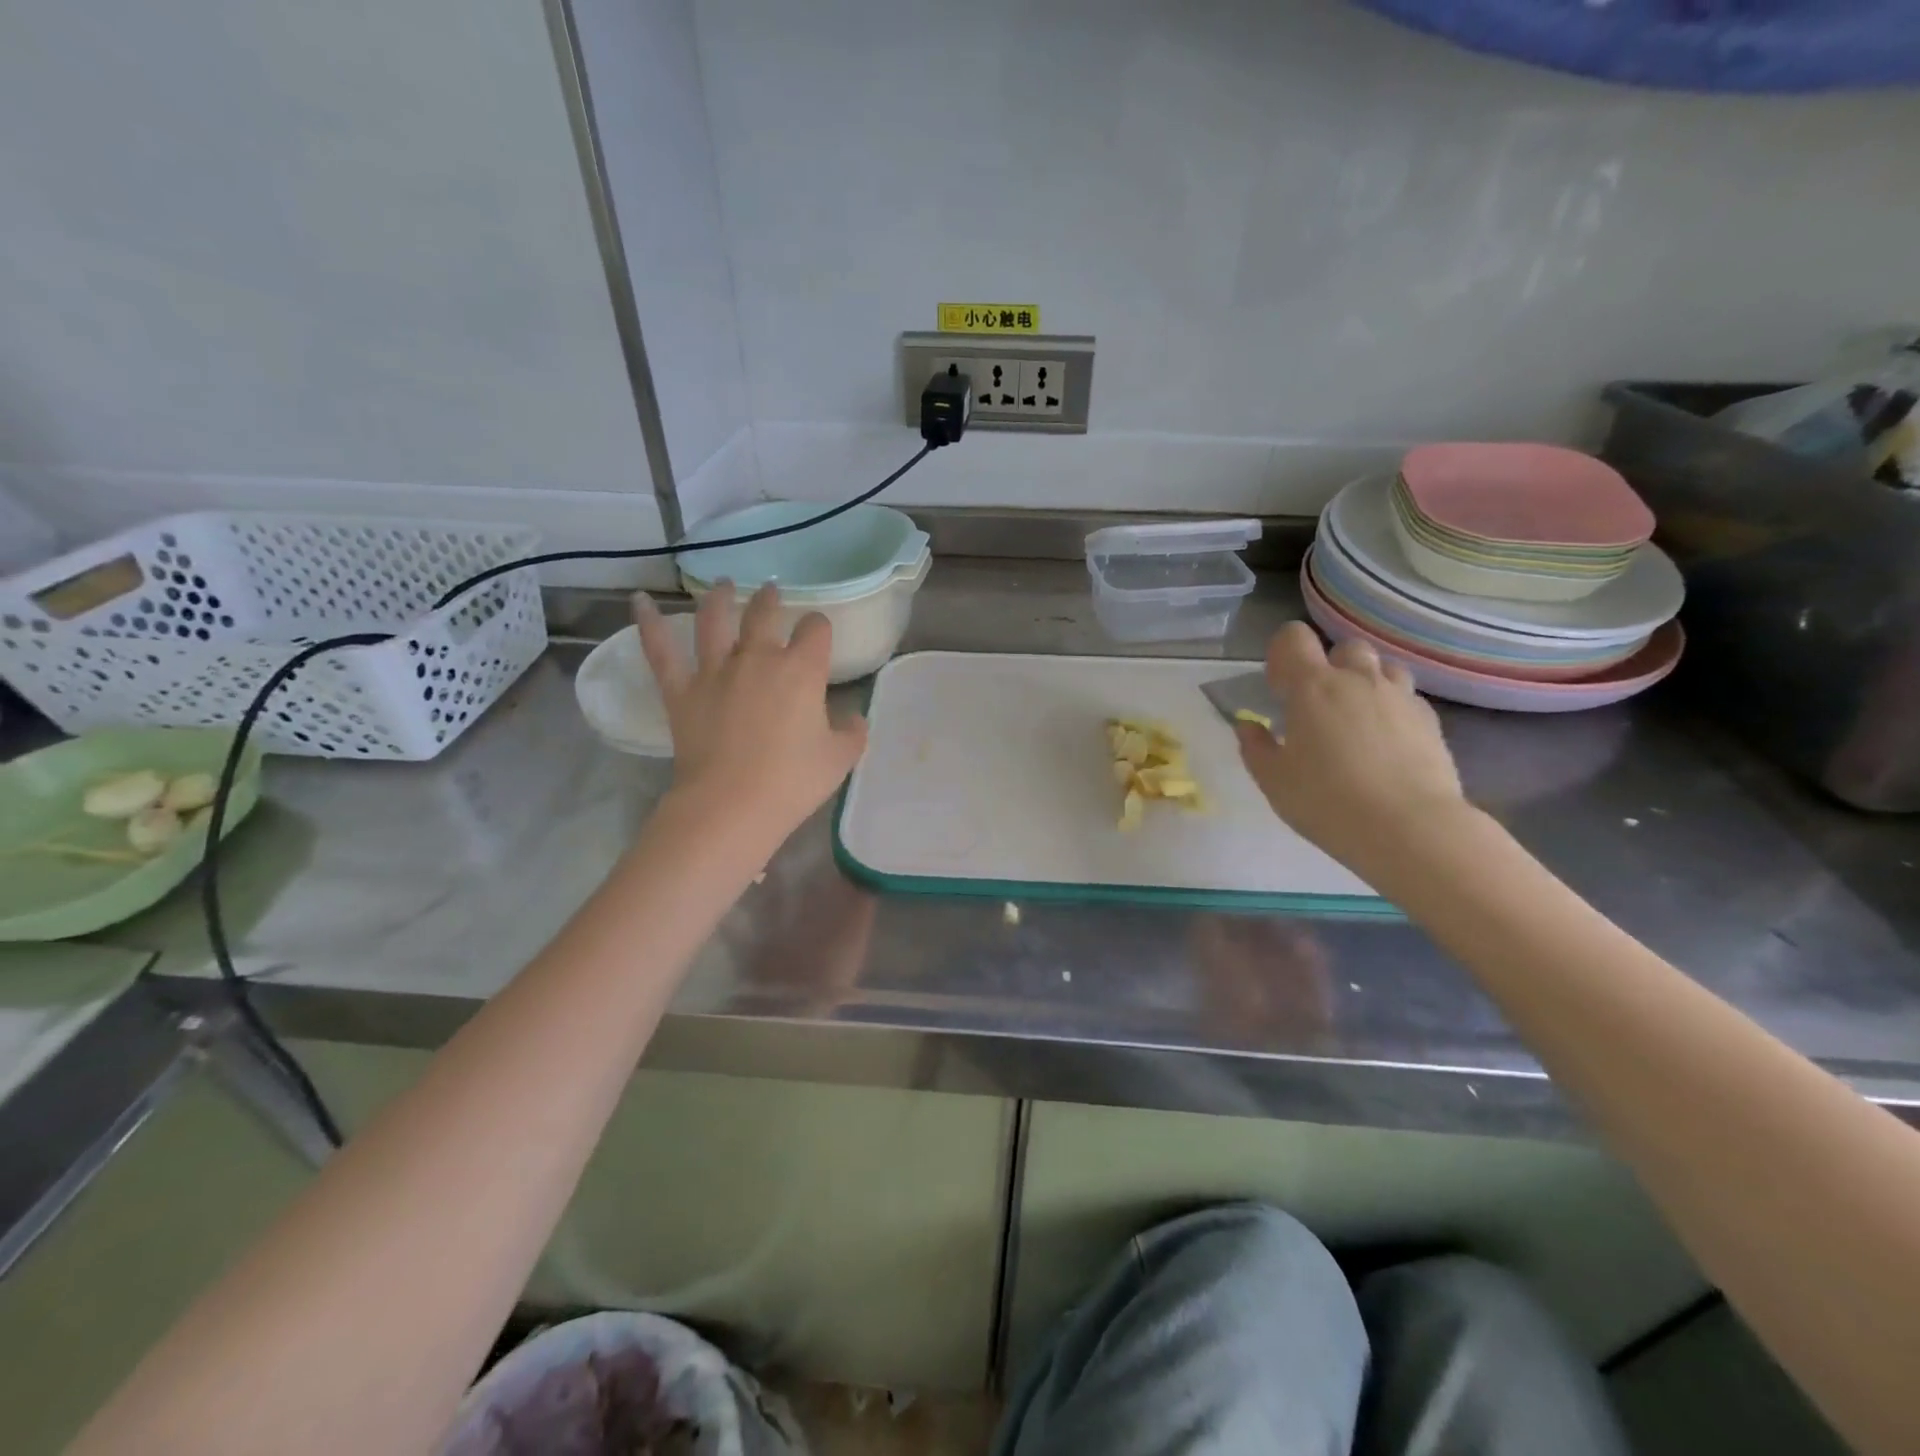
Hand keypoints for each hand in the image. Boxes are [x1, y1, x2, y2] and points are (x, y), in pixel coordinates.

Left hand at [634, 583, 867, 846]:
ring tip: (724, 585)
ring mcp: (715, 671)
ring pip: (714, 620)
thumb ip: (852, 732)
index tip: (819, 637)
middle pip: (763, 614)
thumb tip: (853, 719)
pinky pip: (661, 651)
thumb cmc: (793, 781)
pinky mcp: (681, 691)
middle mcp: (758, 658)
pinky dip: (648, 623)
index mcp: (801, 670)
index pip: (815, 630)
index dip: (819, 628)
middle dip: (770, 601)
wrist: (732, 804)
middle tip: (771, 593)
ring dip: (719, 598)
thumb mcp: (840, 758)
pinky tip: (639, 601)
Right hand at [1235, 622, 1468, 876]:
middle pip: (1344, 648)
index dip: (1282, 654)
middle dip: (1329, 667)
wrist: (1410, 829)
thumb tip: (1248, 725)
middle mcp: (1358, 680)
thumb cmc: (1327, 802)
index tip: (1279, 688)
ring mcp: (1399, 697)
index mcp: (1312, 687)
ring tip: (1355, 720)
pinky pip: (1406, 698)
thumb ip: (1255, 747)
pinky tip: (1385, 743)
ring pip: (1383, 668)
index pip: (1294, 638)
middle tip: (1317, 707)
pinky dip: (1391, 709)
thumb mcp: (1273, 780)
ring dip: (1365, 683)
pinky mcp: (1430, 721)